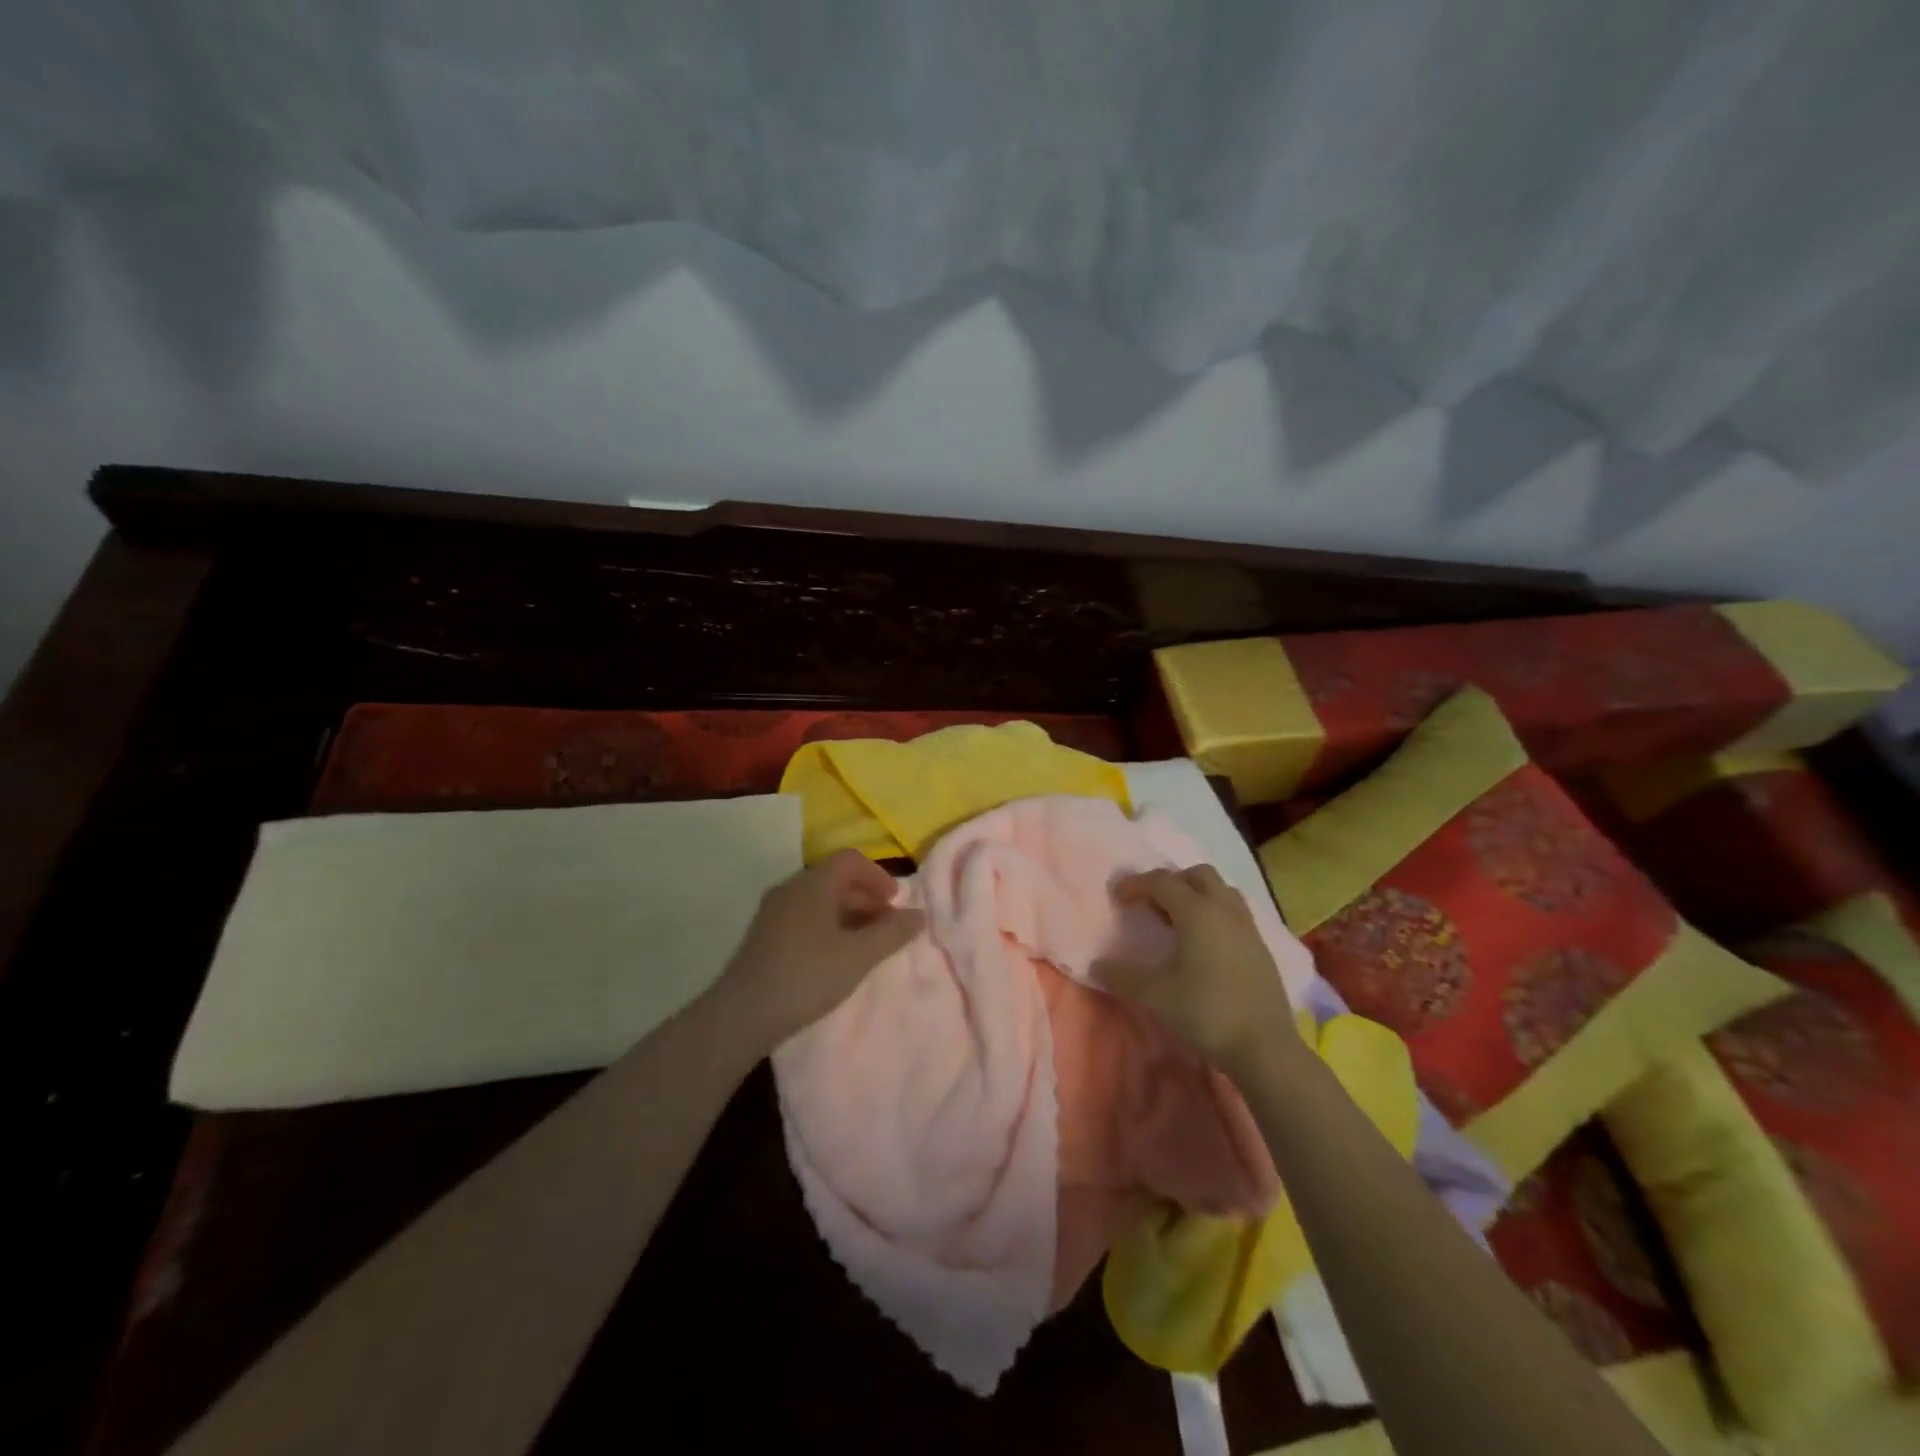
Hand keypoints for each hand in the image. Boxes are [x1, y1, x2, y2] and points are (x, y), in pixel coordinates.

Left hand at [717, 850, 925, 1052]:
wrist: (742, 1014)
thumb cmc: (807, 975)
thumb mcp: (859, 956)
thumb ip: (892, 933)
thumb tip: (919, 915)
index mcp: (813, 884)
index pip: (850, 860)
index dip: (878, 876)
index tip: (895, 902)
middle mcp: (791, 888)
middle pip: (834, 878)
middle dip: (865, 896)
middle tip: (886, 924)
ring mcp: (773, 911)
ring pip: (818, 899)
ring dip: (847, 912)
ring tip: (865, 942)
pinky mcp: (764, 935)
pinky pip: (803, 916)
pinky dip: (827, 924)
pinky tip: (835, 955)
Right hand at [1102, 865, 1296, 1082]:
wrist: (1265, 1047)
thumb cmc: (1206, 1012)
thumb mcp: (1156, 995)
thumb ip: (1123, 976)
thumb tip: (1096, 965)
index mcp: (1197, 912)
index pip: (1162, 881)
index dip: (1136, 884)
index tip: (1117, 897)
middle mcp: (1224, 910)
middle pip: (1197, 875)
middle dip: (1171, 882)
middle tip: (1151, 904)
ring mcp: (1248, 927)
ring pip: (1221, 891)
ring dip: (1196, 894)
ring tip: (1178, 920)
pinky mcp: (1261, 947)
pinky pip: (1234, 912)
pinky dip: (1214, 914)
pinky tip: (1204, 944)